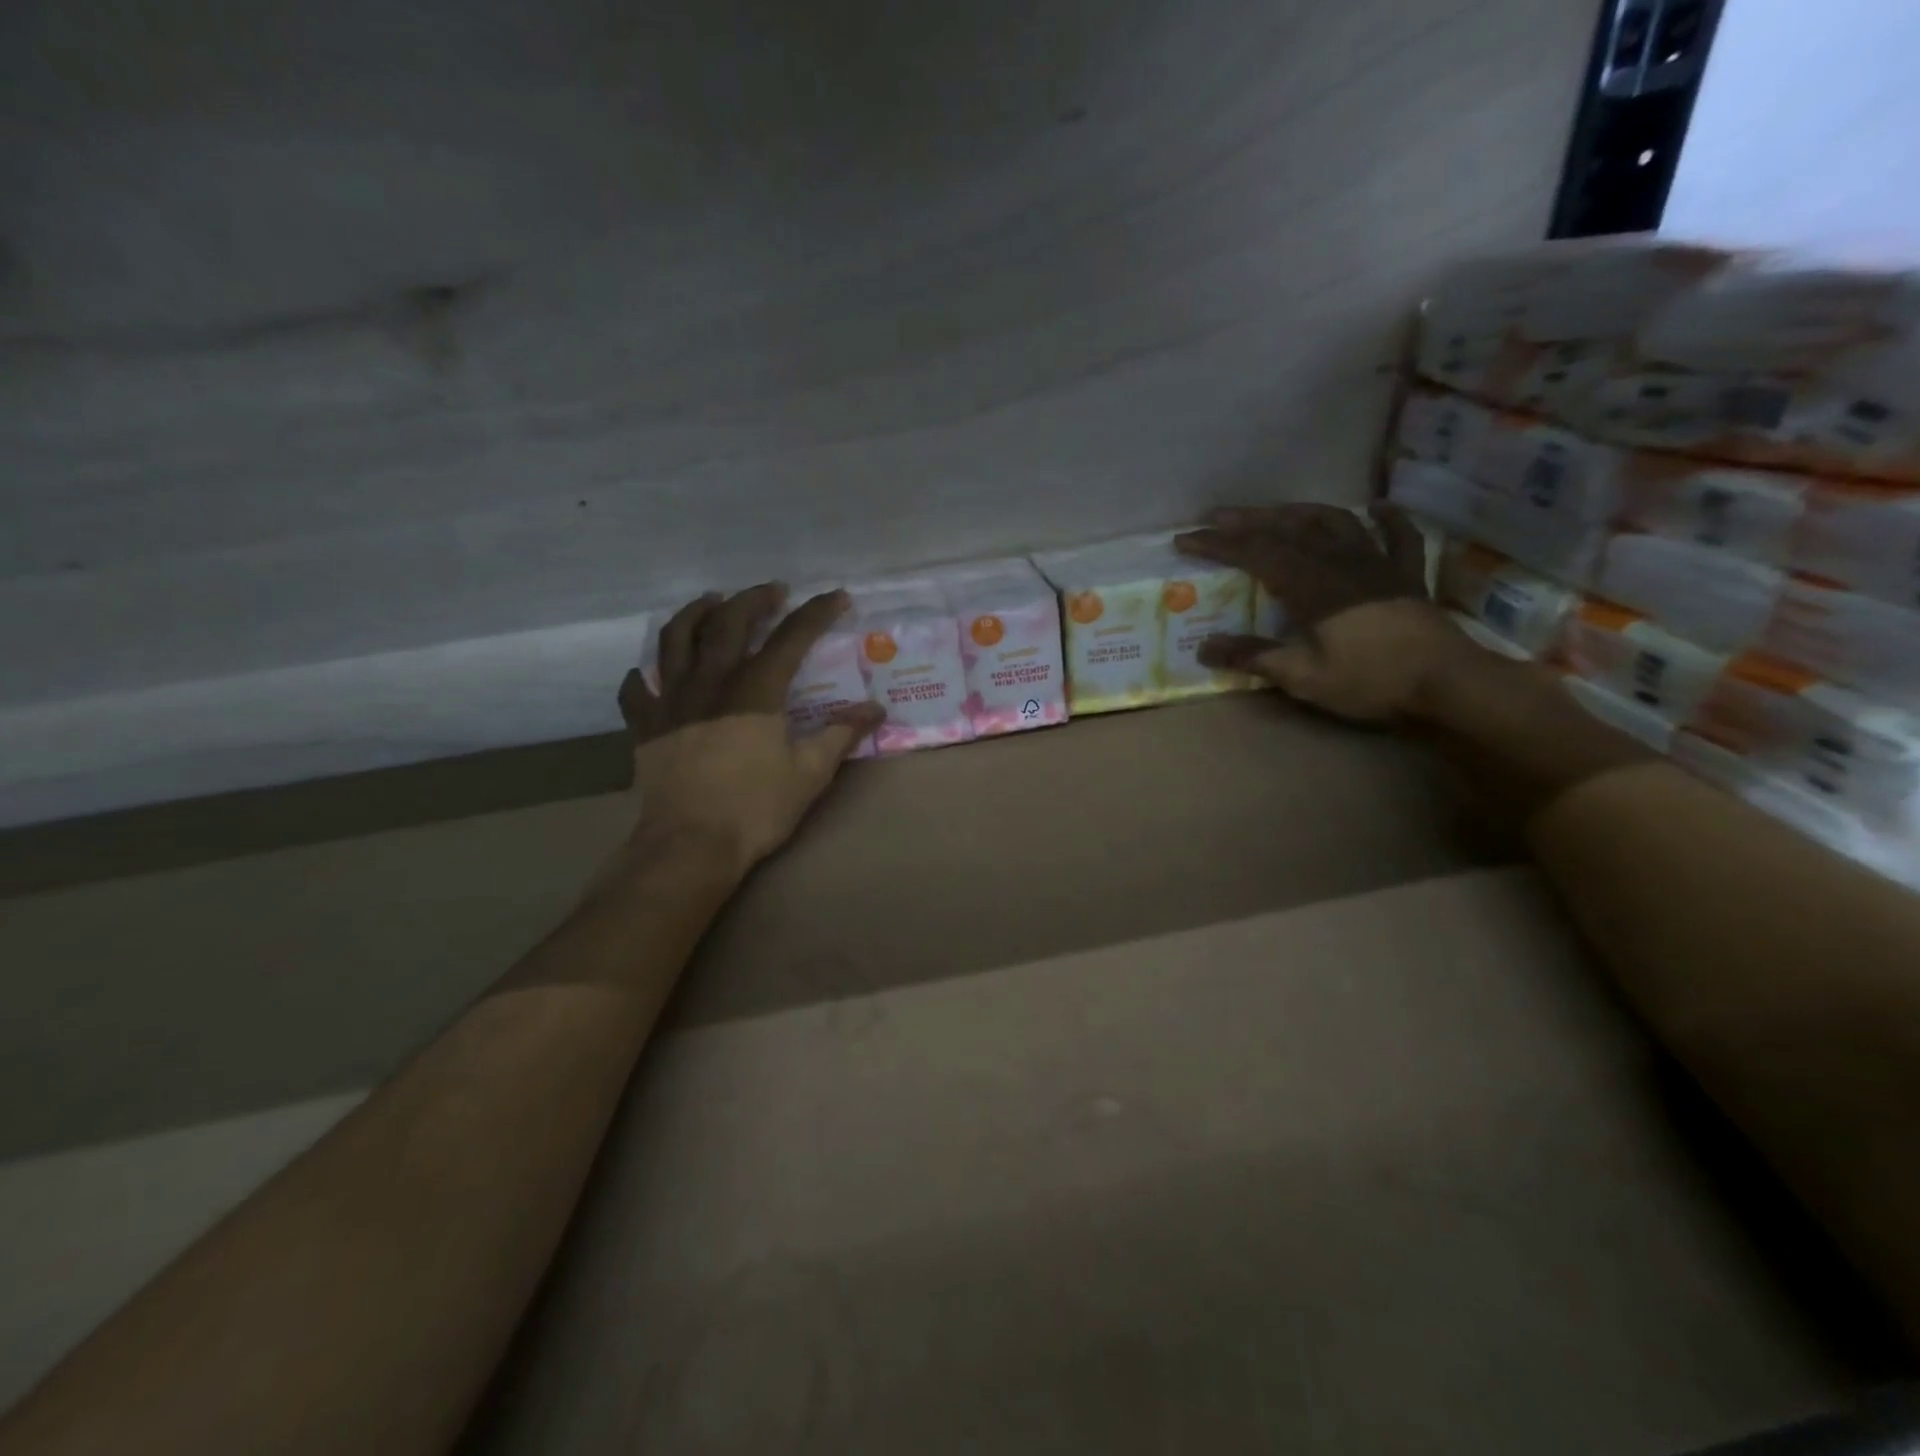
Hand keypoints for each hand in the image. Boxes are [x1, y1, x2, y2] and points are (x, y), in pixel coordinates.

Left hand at [615, 584, 882, 873]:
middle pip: (728, 623)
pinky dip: (643, 675)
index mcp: (755, 691)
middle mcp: (710, 683)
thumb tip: (875, 709)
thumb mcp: (810, 773)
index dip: (816, 613)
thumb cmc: (755, 809)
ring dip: (695, 613)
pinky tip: (649, 672)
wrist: (690, 845)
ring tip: (711, 602)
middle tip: (773, 592)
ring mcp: (671, 701)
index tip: (837, 596)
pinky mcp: (645, 726)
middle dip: (754, 599)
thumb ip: (841, 734)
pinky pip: (636, 689)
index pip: (790, 638)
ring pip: (675, 639)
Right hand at [1176, 503, 1470, 722]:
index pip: (1256, 553)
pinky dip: (1388, 518)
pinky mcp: (1408, 576)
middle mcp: (1341, 563)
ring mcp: (1378, 564)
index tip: (1185, 539)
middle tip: (1217, 515)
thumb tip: (1205, 647)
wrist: (1447, 684)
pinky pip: (1400, 537)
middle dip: (1249, 520)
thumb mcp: (1302, 677)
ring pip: (1336, 523)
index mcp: (1311, 586)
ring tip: (1276, 511)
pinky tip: (1377, 506)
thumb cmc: (1369, 681)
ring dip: (1301, 512)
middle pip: (1290, 528)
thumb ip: (1254, 657)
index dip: (1218, 543)